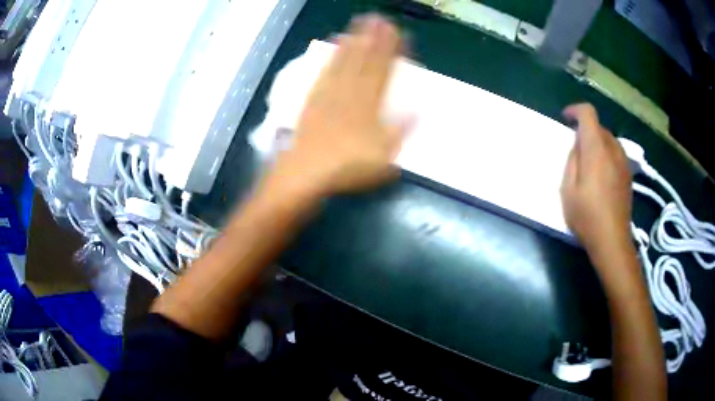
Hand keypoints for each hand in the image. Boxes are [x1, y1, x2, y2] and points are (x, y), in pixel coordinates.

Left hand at [269, 15, 408, 196]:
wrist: (306, 173)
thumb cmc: (348, 167)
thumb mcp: (384, 157)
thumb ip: (401, 131)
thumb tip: (417, 110)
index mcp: (369, 104)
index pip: (383, 70)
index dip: (391, 49)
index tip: (398, 32)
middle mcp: (349, 92)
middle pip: (364, 60)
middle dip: (373, 37)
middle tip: (379, 18)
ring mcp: (329, 93)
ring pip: (344, 60)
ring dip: (353, 40)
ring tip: (359, 23)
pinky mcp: (313, 98)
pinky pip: (325, 71)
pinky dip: (332, 56)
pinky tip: (335, 45)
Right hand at [560, 104, 632, 255]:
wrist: (612, 240)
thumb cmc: (587, 217)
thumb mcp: (568, 190)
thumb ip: (572, 161)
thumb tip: (578, 147)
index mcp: (596, 149)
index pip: (588, 114)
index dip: (575, 111)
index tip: (566, 119)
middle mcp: (612, 150)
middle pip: (599, 127)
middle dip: (586, 131)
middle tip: (576, 150)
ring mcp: (623, 162)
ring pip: (609, 140)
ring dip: (597, 143)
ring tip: (589, 163)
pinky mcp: (628, 175)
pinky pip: (616, 153)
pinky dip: (606, 154)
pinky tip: (602, 175)